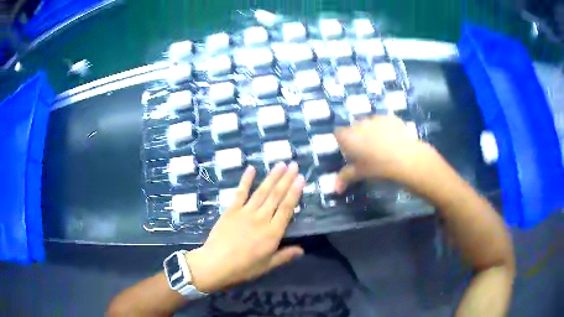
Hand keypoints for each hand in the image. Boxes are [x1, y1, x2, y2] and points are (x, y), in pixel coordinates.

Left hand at [185, 162, 305, 292]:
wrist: (216, 264)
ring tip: (280, 164)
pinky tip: (251, 169)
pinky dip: (246, 180)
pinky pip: (240, 192)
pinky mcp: (231, 210)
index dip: (295, 192)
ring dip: (272, 177)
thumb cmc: (244, 268)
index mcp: (272, 233)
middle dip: (286, 179)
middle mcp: (261, 218)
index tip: (301, 178)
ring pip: (262, 191)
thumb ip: (285, 256)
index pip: (287, 208)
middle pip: (276, 196)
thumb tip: (302, 250)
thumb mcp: (267, 265)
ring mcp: (245, 212)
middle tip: (294, 165)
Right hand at [334, 115, 431, 192]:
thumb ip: (345, 178)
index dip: (343, 142)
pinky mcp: (390, 118)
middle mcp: (359, 124)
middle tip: (366, 152)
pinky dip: (385, 129)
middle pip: (354, 128)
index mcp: (348, 137)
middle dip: (358, 137)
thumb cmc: (378, 167)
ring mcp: (375, 119)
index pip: (338, 134)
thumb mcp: (360, 174)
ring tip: (381, 146)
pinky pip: (384, 122)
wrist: (405, 158)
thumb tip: (335, 189)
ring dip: (371, 132)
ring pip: (369, 124)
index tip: (349, 152)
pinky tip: (393, 141)